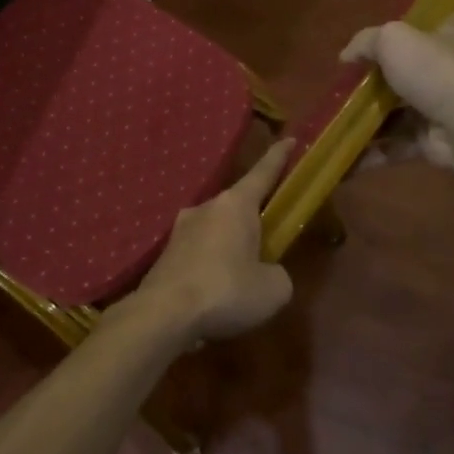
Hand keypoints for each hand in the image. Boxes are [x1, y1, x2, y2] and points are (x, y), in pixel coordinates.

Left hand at [134, 139, 294, 344]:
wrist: (163, 314)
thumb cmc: (226, 291)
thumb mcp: (273, 289)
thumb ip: (277, 274)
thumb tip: (267, 273)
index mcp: (236, 205)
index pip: (263, 173)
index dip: (279, 157)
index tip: (289, 139)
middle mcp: (206, 208)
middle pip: (237, 206)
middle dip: (253, 219)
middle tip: (268, 241)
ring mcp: (180, 230)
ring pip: (215, 231)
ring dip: (229, 246)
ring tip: (240, 278)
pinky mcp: (165, 255)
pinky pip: (198, 254)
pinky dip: (210, 267)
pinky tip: (215, 293)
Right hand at [341, 11, 453, 169]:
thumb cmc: (434, 70)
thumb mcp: (392, 39)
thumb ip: (365, 42)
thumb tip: (346, 56)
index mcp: (451, 32)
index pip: (428, 23)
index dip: (400, 30)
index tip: (372, 43)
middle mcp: (451, 67)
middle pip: (405, 70)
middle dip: (373, 82)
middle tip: (342, 87)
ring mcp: (443, 105)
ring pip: (397, 111)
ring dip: (367, 120)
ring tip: (334, 123)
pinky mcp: (434, 139)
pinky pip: (397, 143)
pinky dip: (373, 151)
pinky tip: (346, 155)